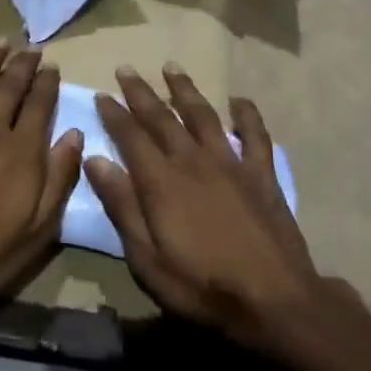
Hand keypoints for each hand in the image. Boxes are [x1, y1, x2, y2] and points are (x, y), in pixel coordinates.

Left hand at [0, 41, 83, 323]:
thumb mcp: (38, 229)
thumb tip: (74, 133)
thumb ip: (59, 177)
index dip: (47, 82)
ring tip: (0, 40)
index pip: (39, 105)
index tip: (52, 65)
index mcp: (21, 151)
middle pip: (9, 87)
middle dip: (22, 64)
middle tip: (31, 47)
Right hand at [86, 65, 339, 349]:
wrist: (275, 302)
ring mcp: (231, 162)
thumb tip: (95, 160)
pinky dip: (246, 114)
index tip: (102, 94)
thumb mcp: (148, 260)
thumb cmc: (203, 287)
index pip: (131, 136)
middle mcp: (193, 160)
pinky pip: (255, 134)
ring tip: (171, 67)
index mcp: (162, 181)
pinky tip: (238, 100)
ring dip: (185, 89)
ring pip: (202, 115)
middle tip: (126, 69)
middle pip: (162, 117)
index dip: (114, 114)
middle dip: (141, 92)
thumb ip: (122, 206)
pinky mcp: (261, 174)